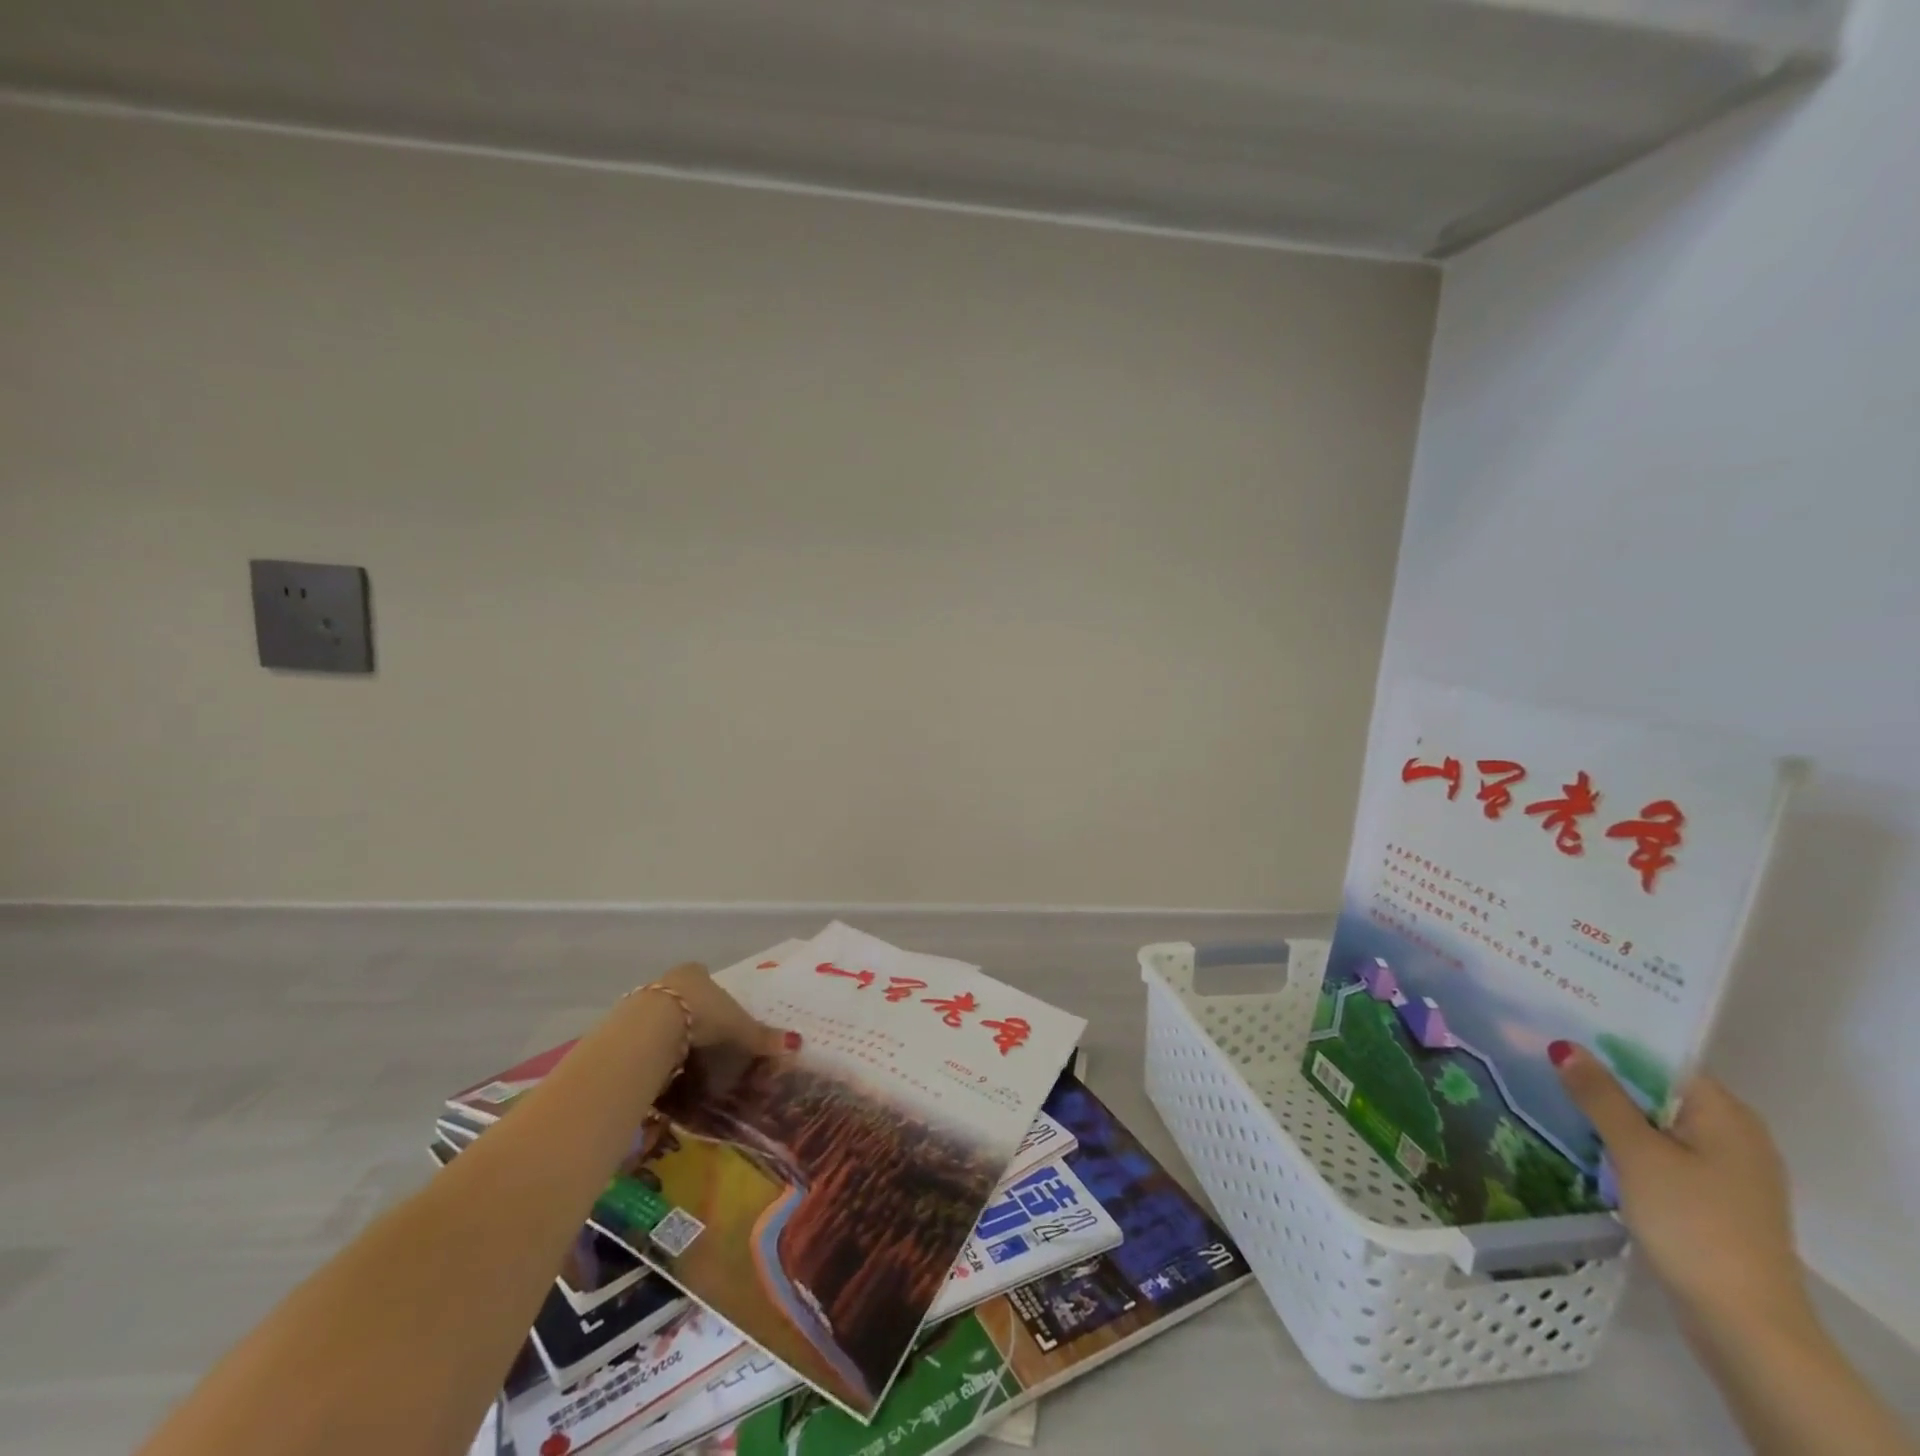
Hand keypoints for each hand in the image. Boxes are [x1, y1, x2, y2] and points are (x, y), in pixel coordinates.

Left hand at [649, 962, 798, 1056]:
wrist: (648, 1030)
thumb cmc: (700, 1016)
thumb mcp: (737, 1026)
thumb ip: (761, 1036)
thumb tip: (795, 1043)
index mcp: (696, 973)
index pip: (705, 976)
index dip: (713, 994)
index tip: (719, 1013)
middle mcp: (668, 981)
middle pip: (683, 996)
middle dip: (692, 1016)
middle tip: (705, 1041)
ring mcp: (643, 1002)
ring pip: (661, 1017)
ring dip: (670, 1035)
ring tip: (684, 1061)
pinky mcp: (624, 1027)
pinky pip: (645, 1038)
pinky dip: (654, 1051)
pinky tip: (663, 1069)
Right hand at [1552, 1043, 1809, 1336]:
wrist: (1743, 1324)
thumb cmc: (1692, 1223)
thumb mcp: (1637, 1153)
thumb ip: (1600, 1096)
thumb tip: (1565, 1045)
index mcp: (1727, 1115)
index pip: (1660, 1058)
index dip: (1608, 1040)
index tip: (1556, 1025)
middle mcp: (1734, 1134)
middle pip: (1657, 1089)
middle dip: (1602, 1075)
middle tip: (1541, 1053)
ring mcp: (1725, 1170)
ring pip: (1654, 1121)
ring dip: (1608, 1110)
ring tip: (1549, 1089)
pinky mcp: (1710, 1198)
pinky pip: (1659, 1150)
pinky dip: (1623, 1141)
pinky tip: (1582, 1138)